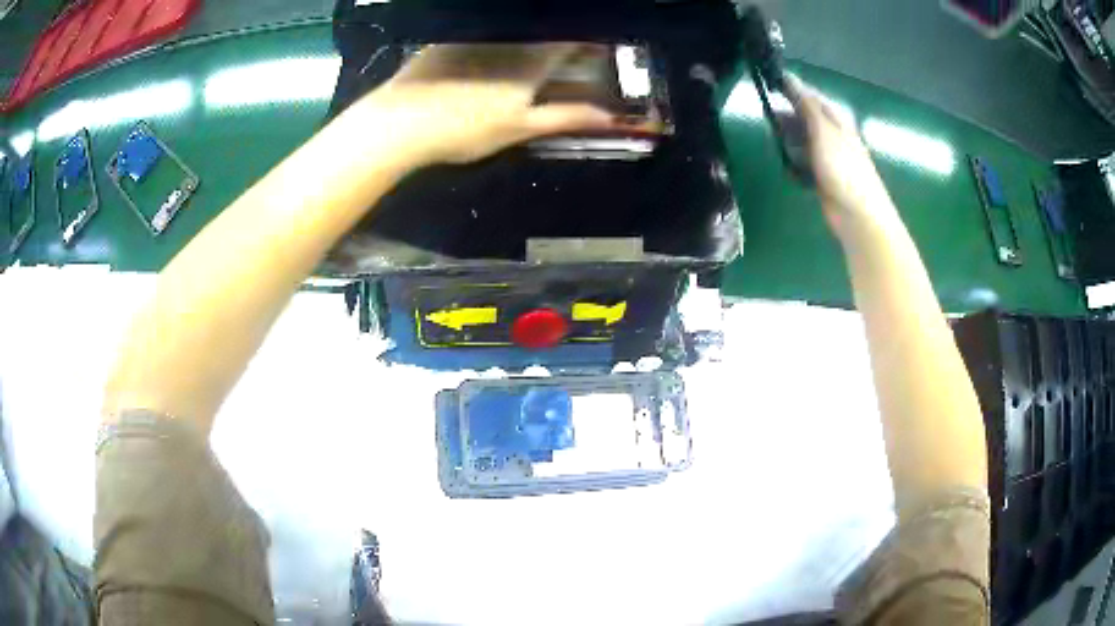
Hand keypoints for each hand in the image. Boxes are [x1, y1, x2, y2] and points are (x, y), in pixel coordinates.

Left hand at [353, 44, 625, 165]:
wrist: (400, 121)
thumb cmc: (465, 128)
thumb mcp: (520, 128)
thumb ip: (566, 117)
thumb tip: (609, 117)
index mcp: (532, 58)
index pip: (574, 40)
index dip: (589, 45)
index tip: (596, 56)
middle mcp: (509, 37)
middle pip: (546, 31)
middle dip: (561, 42)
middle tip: (564, 61)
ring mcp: (477, 35)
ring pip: (515, 29)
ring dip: (530, 38)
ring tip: (526, 60)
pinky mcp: (450, 37)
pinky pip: (484, 30)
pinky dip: (497, 37)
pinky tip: (488, 57)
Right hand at [784, 76, 899, 240]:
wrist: (857, 214)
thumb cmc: (843, 169)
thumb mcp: (822, 130)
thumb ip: (805, 104)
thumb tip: (789, 77)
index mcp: (836, 119)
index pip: (810, 96)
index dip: (790, 89)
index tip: (768, 85)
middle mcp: (832, 134)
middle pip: (804, 118)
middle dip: (787, 118)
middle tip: (768, 120)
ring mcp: (828, 157)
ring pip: (801, 141)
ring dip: (788, 142)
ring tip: (776, 144)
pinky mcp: (823, 177)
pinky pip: (803, 164)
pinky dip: (794, 165)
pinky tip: (789, 170)